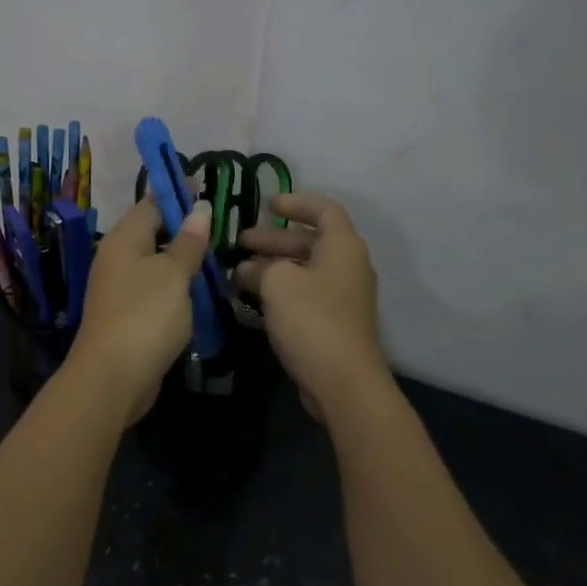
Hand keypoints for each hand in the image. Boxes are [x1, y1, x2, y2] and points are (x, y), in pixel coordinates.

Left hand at [68, 197, 213, 425]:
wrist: (113, 378)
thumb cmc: (145, 315)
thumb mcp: (173, 274)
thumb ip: (188, 242)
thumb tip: (198, 208)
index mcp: (124, 239)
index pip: (152, 203)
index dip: (178, 193)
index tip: (206, 185)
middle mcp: (118, 258)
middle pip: (153, 232)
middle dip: (184, 226)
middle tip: (221, 221)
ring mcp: (121, 288)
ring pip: (156, 262)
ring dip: (183, 258)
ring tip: (218, 253)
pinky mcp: (129, 315)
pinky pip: (156, 289)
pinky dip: (177, 285)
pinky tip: (199, 290)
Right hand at [236, 193, 388, 424]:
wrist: (343, 382)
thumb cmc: (313, 320)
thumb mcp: (278, 283)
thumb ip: (260, 267)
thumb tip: (248, 268)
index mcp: (343, 247)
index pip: (324, 210)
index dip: (296, 202)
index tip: (267, 204)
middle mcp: (348, 267)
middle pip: (310, 241)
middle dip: (273, 239)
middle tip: (240, 243)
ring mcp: (342, 297)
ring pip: (304, 270)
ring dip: (273, 267)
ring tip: (238, 272)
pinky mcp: (333, 322)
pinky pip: (305, 294)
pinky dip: (280, 290)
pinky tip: (253, 299)